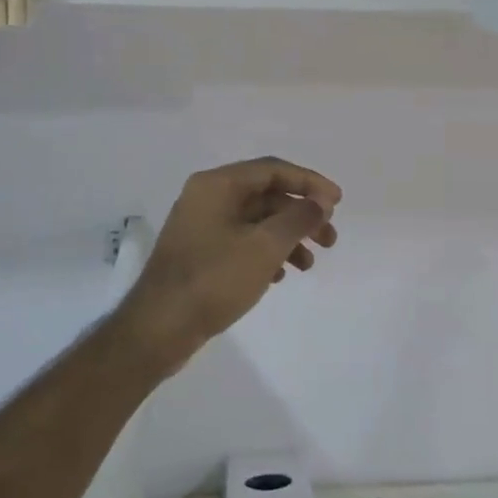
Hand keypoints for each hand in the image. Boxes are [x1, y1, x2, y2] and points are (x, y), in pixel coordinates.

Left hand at [121, 157, 341, 364]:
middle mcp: (207, 198)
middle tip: (329, 240)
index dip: (310, 183)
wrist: (160, 328)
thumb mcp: (265, 246)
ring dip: (288, 238)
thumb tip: (320, 202)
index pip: (273, 170)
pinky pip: (242, 242)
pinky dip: (266, 253)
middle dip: (302, 216)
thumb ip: (298, 219)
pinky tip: (280, 276)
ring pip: (256, 222)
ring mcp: (202, 227)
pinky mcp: (200, 254)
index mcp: (218, 185)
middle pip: (266, 196)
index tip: (338, 202)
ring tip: (309, 265)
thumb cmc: (214, 279)